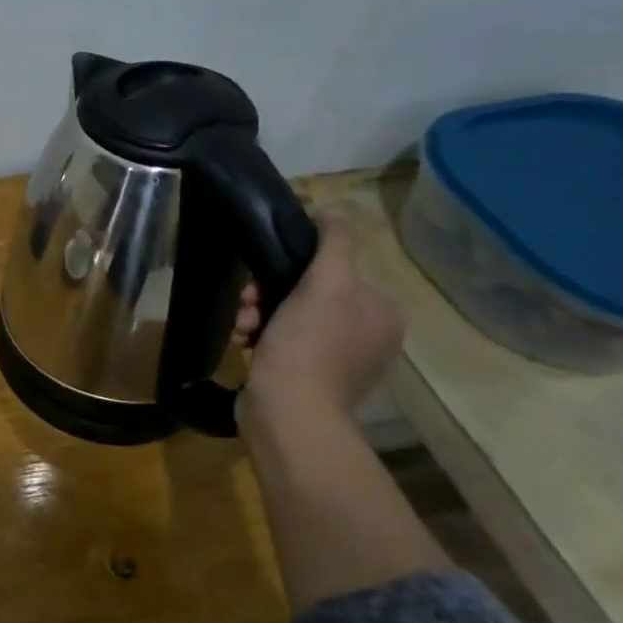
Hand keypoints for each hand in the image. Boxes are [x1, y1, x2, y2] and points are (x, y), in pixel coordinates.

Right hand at [232, 214, 404, 419]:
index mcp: (381, 311)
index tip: (261, 279)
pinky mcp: (309, 377)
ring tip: (242, 329)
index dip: (292, 267)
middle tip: (246, 306)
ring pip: (287, 315)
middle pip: (306, 292)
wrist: (287, 412)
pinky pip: (281, 341)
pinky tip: (243, 344)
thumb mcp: (325, 285)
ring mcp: (338, 358)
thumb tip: (333, 210)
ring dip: (256, 315)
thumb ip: (334, 243)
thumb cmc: (307, 345)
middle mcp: (366, 333)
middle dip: (267, 294)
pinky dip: (259, 338)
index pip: (333, 268)